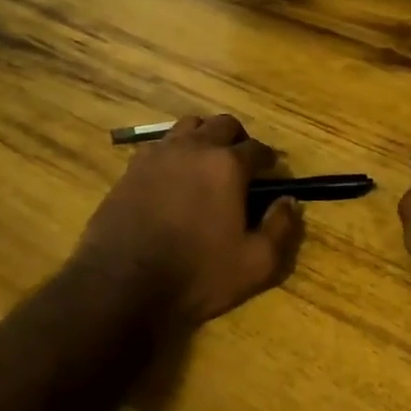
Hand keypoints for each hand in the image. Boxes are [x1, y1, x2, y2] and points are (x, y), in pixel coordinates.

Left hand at [74, 114, 303, 330]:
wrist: (121, 285)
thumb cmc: (196, 275)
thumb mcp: (255, 264)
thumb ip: (281, 228)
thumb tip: (289, 201)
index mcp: (227, 165)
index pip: (257, 148)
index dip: (268, 161)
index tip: (271, 175)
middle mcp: (194, 148)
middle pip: (223, 124)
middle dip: (238, 140)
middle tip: (241, 165)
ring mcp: (158, 155)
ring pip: (188, 127)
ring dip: (204, 138)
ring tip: (206, 165)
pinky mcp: (131, 169)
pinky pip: (159, 145)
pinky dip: (174, 152)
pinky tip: (174, 177)